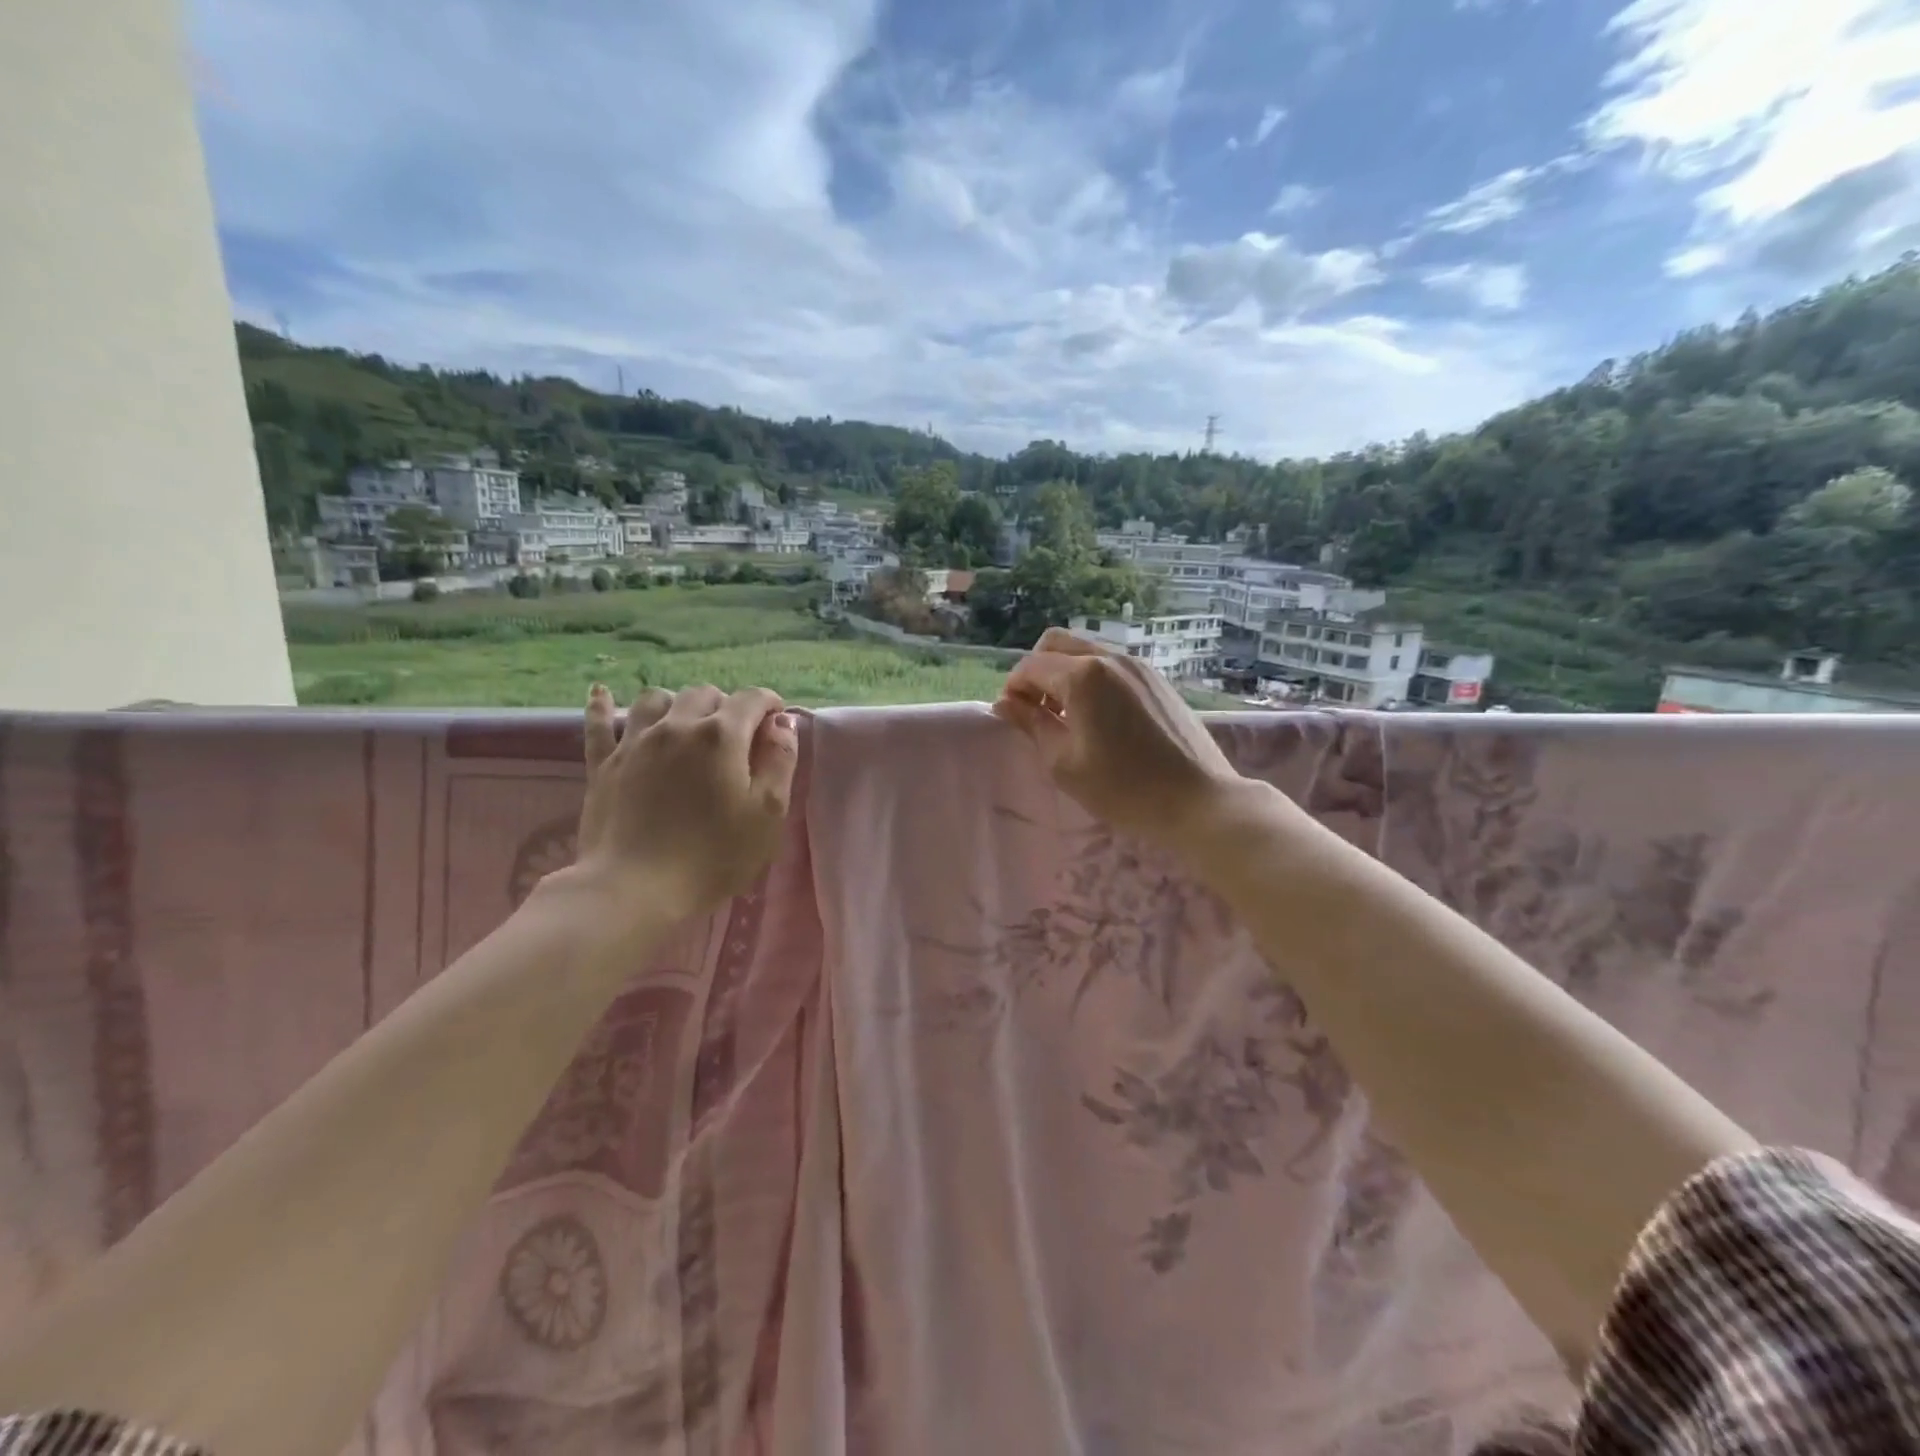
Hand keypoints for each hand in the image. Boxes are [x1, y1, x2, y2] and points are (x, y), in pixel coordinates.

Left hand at [564, 682, 798, 927]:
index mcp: (722, 736)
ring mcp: (635, 742)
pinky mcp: (603, 764)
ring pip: (657, 699)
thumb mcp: (767, 814)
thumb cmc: (713, 856)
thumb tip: (782, 723)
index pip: (751, 699)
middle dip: (726, 706)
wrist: (634, 889)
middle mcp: (677, 726)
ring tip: (686, 724)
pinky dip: (603, 705)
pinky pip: (599, 723)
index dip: (770, 704)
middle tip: (737, 736)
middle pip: (705, 694)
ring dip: (678, 704)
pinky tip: (602, 692)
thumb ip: (780, 761)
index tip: (777, 722)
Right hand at [992, 628, 1248, 852]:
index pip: (1030, 666)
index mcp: (1083, 676)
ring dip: (1064, 674)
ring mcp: (1138, 665)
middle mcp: (1110, 658)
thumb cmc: (1123, 788)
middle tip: (1037, 711)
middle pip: (1056, 644)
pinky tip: (1099, 717)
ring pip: (1085, 650)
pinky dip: (1092, 678)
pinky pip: (1111, 664)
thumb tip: (1005, 703)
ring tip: (1068, 717)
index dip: (1013, 689)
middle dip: (1037, 672)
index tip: (1014, 718)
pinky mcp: (1156, 679)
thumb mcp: (1064, 763)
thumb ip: (1032, 725)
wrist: (1198, 801)